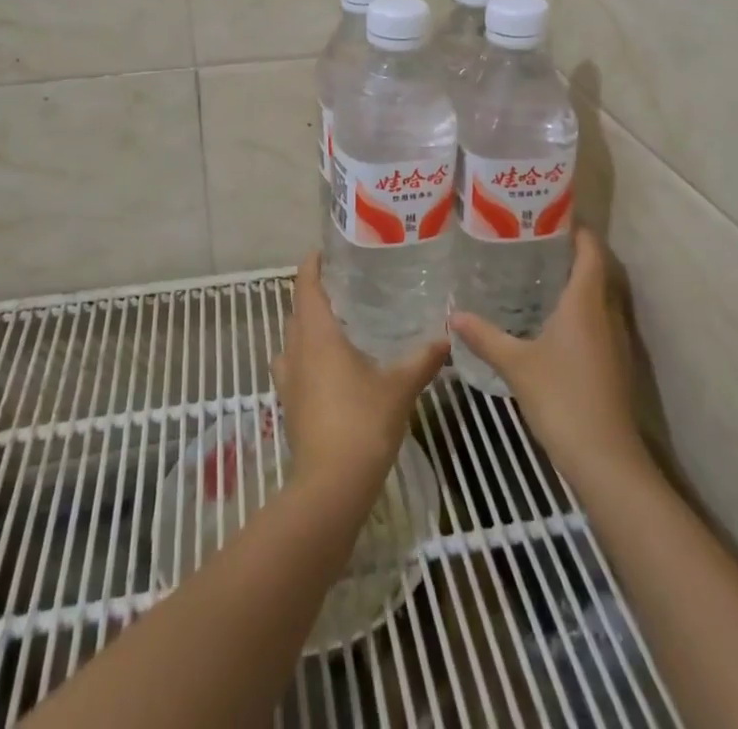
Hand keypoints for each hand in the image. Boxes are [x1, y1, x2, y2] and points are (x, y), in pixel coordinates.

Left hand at [272, 255, 448, 499]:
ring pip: (292, 339)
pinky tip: (329, 365)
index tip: (322, 251)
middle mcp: (296, 350)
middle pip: (297, 310)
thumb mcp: (400, 386)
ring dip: (306, 325)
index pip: (307, 287)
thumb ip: (423, 358)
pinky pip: (293, 365)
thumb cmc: (363, 422)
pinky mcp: (289, 404)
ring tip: (335, 321)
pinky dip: (306, 354)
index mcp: (317, 335)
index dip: (311, 266)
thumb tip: (448, 335)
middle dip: (313, 294)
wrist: (331, 486)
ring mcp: (288, 379)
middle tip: (341, 283)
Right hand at [450, 227, 646, 477]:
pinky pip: (599, 321)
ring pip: (599, 298)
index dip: (579, 231)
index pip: (591, 252)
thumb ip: (485, 336)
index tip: (554, 215)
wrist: (605, 459)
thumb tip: (452, 314)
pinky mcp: (615, 364)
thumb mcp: (516, 364)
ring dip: (578, 283)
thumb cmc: (562, 398)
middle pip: (598, 271)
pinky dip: (580, 311)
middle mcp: (606, 314)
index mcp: (586, 303)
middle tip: (537, 241)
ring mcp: (615, 341)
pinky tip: (552, 322)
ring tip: (540, 274)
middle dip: (573, 254)